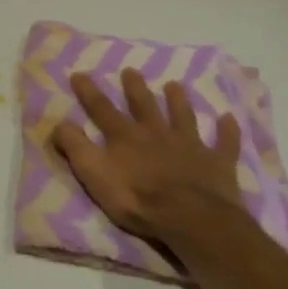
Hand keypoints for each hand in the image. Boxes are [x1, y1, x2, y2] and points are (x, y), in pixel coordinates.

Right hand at [52, 68, 248, 266]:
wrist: (190, 218)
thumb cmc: (137, 199)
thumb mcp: (94, 174)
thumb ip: (76, 147)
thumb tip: (59, 122)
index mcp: (126, 137)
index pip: (102, 109)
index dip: (89, 92)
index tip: (80, 73)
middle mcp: (156, 133)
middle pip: (144, 105)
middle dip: (135, 88)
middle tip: (131, 70)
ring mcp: (190, 146)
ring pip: (183, 117)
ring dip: (178, 101)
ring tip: (175, 85)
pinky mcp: (217, 163)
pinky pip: (224, 143)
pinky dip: (227, 131)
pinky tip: (228, 119)